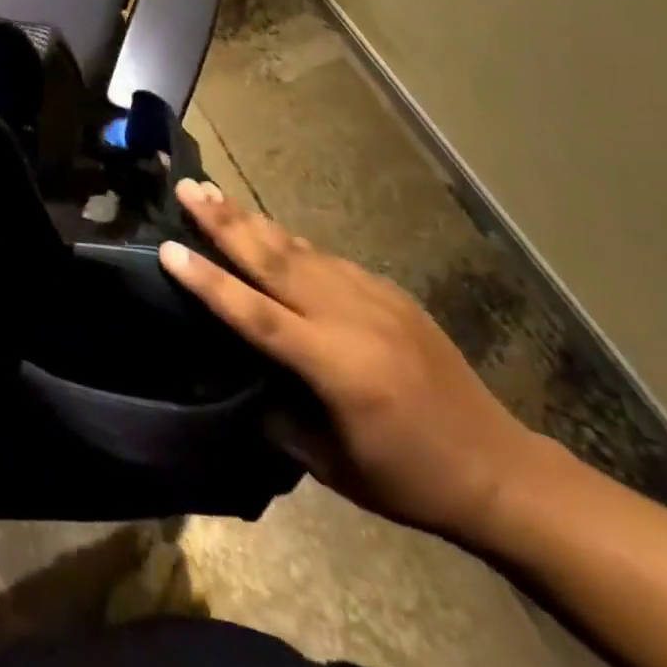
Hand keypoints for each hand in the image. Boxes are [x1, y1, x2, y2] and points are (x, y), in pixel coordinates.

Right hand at [158, 180, 544, 544]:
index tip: (168, 249)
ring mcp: (372, 297)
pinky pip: (325, 258)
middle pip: (274, 260)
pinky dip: (288, 240)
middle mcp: (349, 318)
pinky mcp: (388, 292)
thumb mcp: (333, 466)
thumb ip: (279, 417)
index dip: (209, 282)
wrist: (498, 468)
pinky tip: (266, 228)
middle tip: (187, 188)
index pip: (256, 315)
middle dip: (224, 221)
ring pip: (297, 249)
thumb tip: (236, 378)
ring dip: (250, 219)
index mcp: (335, 367)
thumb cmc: (409, 478)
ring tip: (213, 192)